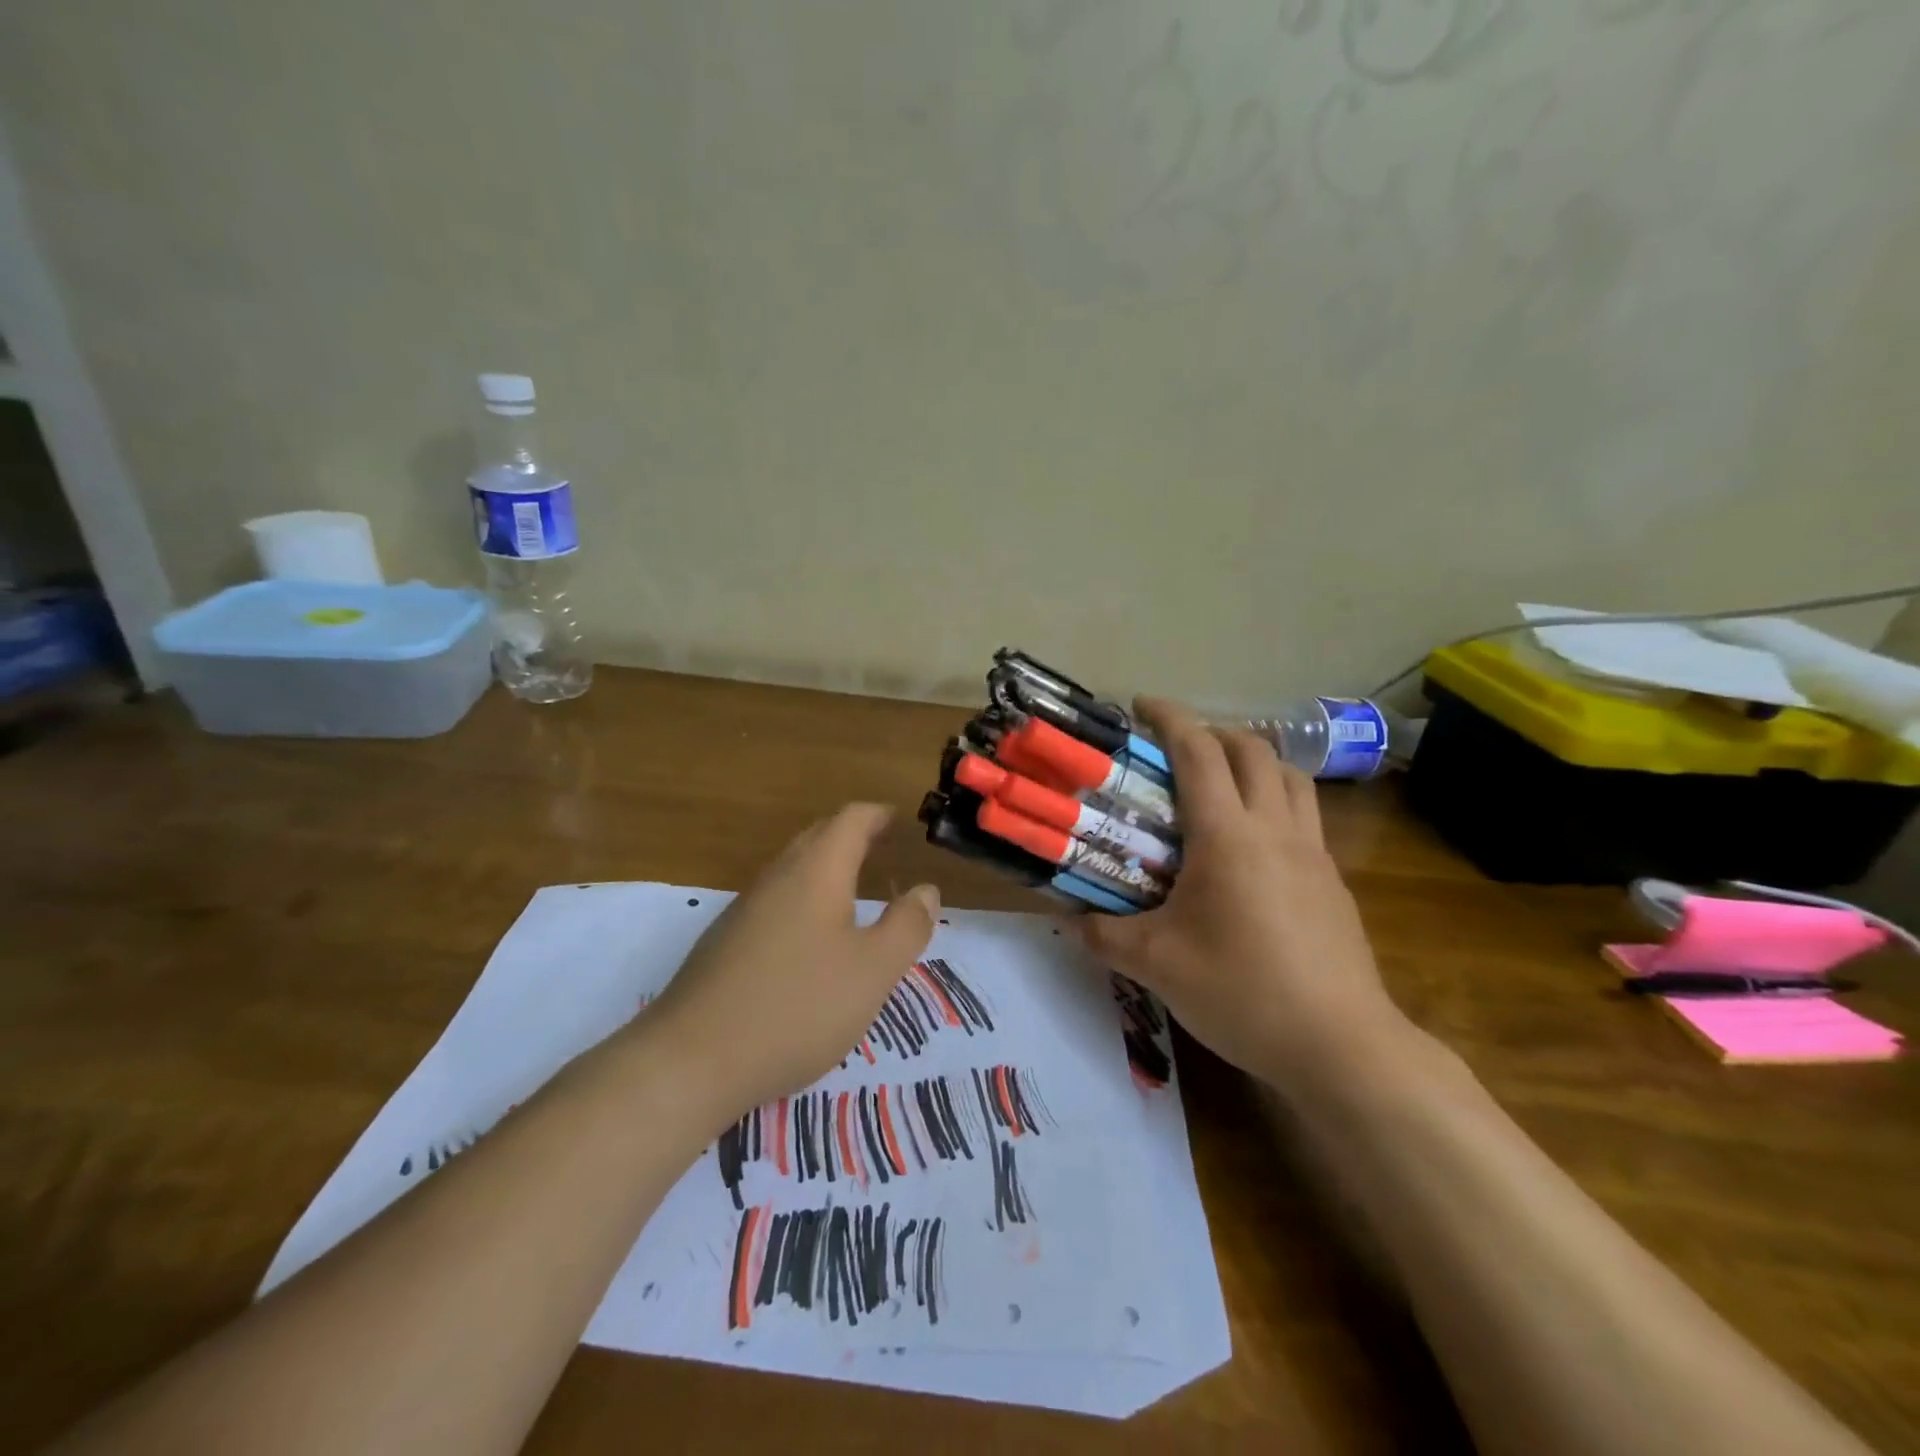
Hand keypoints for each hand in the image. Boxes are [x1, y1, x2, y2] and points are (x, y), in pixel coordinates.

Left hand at [645, 804, 939, 1120]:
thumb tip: (926, 890)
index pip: (850, 821)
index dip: (877, 815)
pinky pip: (775, 900)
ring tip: (853, 886)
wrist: (692, 1059)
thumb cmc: (798, 1006)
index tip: (899, 820)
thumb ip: (907, 926)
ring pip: (792, 869)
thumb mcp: (873, 971)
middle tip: (882, 846)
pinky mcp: (724, 942)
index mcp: (816, 872)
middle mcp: (777, 878)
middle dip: (851, 835)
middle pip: (817, 838)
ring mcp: (744, 909)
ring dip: (825, 867)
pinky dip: (803, 898)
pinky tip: (809, 937)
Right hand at [1080, 699, 1408, 1093]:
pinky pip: (1304, 816)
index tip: (1140, 705)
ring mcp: (1313, 853)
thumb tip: (1071, 919)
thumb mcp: (1156, 965)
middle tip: (1177, 749)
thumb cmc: (1241, 990)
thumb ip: (1105, 935)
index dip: (1169, 718)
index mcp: (1228, 835)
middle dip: (1213, 732)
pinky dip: (1275, 803)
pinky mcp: (1332, 882)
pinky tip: (1252, 847)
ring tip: (1220, 784)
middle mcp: (1275, 828)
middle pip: (1253, 750)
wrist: (1340, 1045)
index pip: (1199, 751)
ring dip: (1253, 762)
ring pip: (1289, 777)